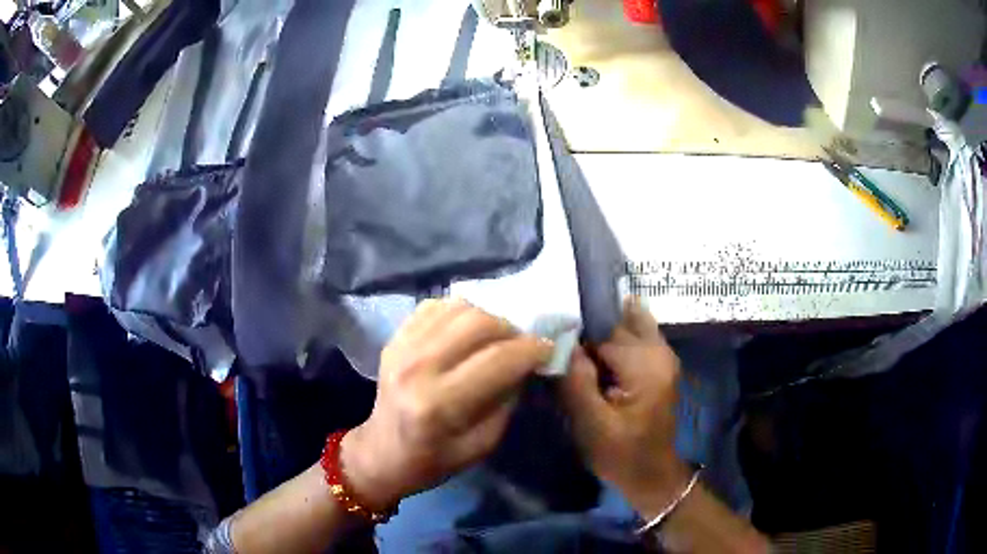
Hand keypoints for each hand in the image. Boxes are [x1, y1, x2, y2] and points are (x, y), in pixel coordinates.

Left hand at [341, 299, 552, 511]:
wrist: (383, 452)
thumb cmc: (435, 459)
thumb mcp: (483, 444)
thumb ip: (507, 400)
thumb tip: (527, 363)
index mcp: (439, 404)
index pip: (497, 360)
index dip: (531, 349)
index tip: (548, 349)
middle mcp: (417, 368)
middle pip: (478, 324)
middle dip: (512, 329)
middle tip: (523, 343)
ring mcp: (401, 347)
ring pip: (458, 308)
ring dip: (488, 316)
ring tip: (498, 336)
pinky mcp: (394, 338)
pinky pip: (435, 306)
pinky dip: (460, 311)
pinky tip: (468, 329)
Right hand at [560, 299, 691, 518]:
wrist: (653, 474)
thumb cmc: (622, 454)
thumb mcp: (591, 424)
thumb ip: (576, 381)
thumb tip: (560, 341)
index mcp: (646, 364)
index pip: (603, 331)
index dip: (576, 339)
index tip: (554, 353)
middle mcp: (659, 350)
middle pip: (616, 323)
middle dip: (588, 333)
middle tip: (564, 356)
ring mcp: (663, 354)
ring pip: (625, 325)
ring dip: (600, 337)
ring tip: (581, 360)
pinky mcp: (659, 363)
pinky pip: (633, 337)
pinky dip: (613, 342)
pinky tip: (596, 362)